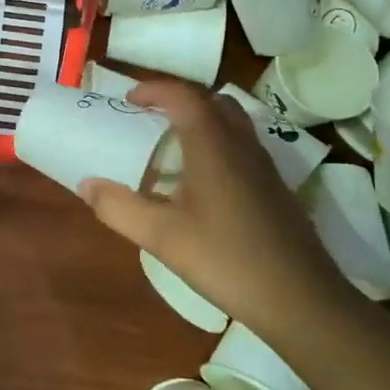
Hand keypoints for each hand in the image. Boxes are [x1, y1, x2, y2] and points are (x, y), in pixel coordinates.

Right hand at [80, 81, 349, 324]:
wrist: (302, 300)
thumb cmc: (226, 259)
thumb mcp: (162, 237)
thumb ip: (119, 208)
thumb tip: (86, 185)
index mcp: (212, 144)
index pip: (182, 96)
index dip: (153, 90)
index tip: (128, 99)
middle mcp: (241, 144)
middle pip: (212, 102)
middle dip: (179, 101)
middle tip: (151, 118)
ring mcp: (265, 166)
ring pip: (232, 124)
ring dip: (201, 122)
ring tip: (173, 148)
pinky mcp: (277, 189)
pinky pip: (243, 148)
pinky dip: (218, 146)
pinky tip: (203, 186)